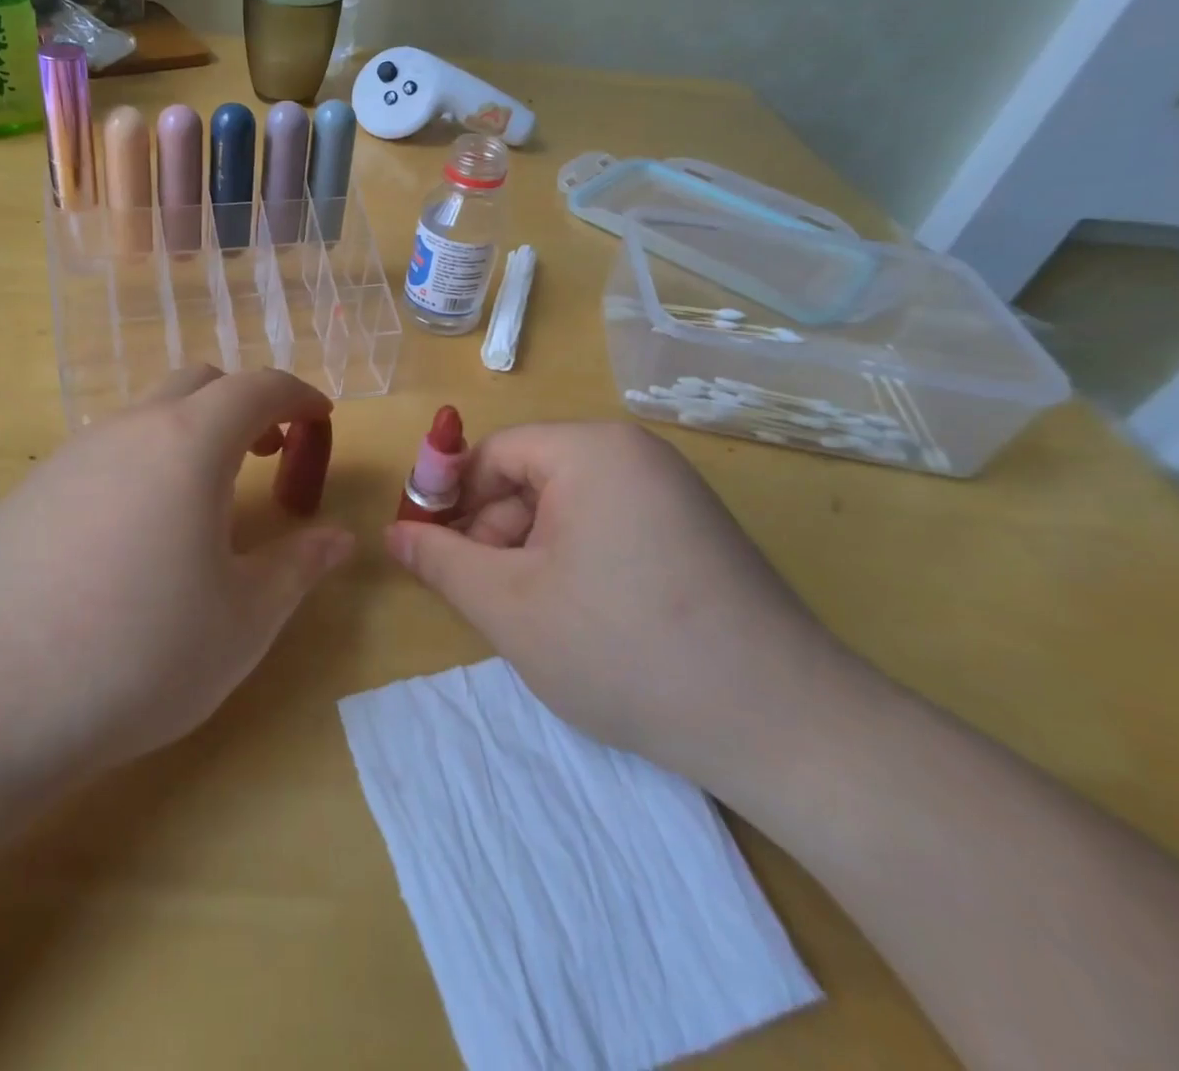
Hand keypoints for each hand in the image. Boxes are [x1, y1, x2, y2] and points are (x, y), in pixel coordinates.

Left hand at [0, 366, 353, 779]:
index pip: (256, 388)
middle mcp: (127, 430)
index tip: (321, 419)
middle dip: (245, 406)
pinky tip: (138, 534)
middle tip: (270, 453)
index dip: (298, 396)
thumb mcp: (242, 620)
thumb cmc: (138, 655)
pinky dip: (144, 463)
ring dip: (191, 435)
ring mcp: (70, 456)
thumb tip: (339, 538)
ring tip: (207, 499)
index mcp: (188, 444)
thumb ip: (297, 567)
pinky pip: (105, 453)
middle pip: (198, 384)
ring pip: (146, 416)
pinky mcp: (30, 491)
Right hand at [385, 421, 863, 789]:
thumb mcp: (509, 606)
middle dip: (493, 534)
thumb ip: (440, 561)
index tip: (429, 553)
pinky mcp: (694, 532)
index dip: (450, 499)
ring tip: (530, 619)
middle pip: (530, 478)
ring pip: (567, 508)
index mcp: (592, 450)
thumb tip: (393, 534)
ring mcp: (672, 493)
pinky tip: (578, 619)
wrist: (784, 728)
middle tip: (482, 598)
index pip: (492, 454)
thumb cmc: (624, 649)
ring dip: (531, 555)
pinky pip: (607, 528)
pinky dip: (575, 563)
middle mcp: (635, 455)